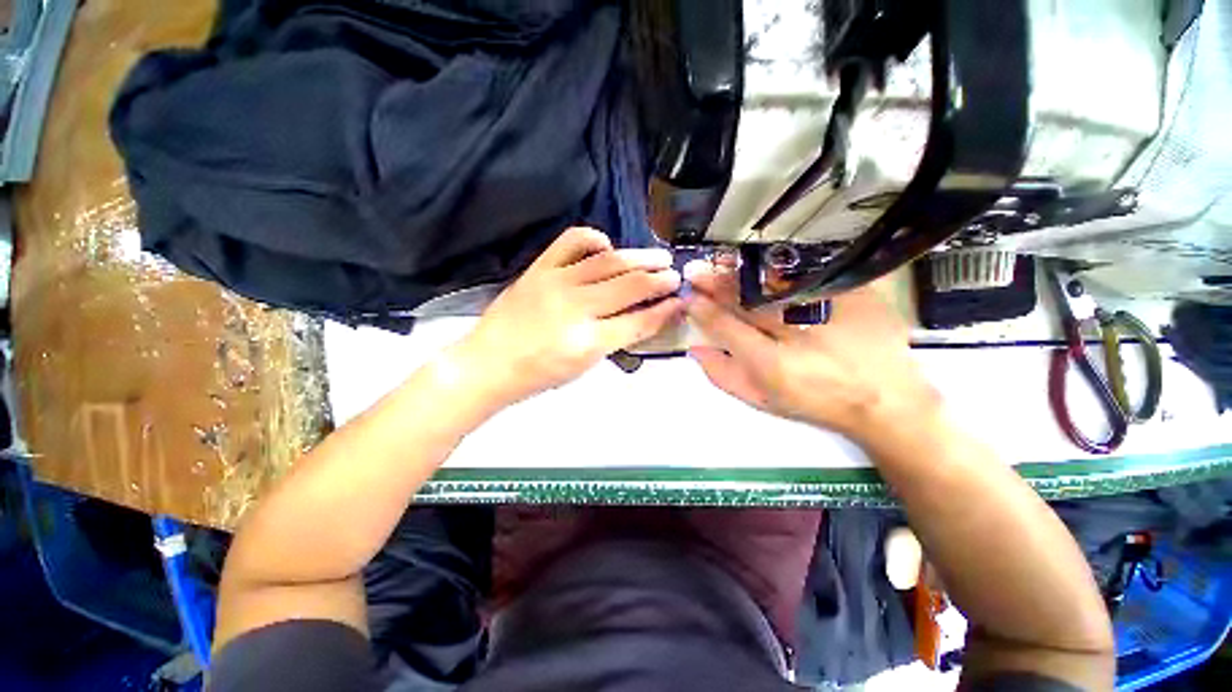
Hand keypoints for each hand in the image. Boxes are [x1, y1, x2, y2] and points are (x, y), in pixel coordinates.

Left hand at [457, 227, 682, 405]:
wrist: (488, 364)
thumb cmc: (538, 375)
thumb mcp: (584, 366)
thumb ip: (616, 340)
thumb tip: (644, 317)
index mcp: (588, 342)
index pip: (639, 321)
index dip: (665, 311)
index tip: (680, 302)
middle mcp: (576, 308)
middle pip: (629, 286)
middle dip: (659, 279)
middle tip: (676, 275)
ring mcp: (556, 282)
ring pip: (608, 261)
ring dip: (638, 257)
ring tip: (657, 257)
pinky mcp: (540, 268)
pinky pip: (572, 241)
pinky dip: (595, 239)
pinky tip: (607, 247)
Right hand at [684, 262, 937, 442]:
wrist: (886, 399)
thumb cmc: (816, 403)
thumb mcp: (764, 401)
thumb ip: (724, 376)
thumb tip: (696, 350)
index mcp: (772, 364)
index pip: (724, 326)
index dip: (702, 310)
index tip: (689, 298)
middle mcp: (796, 333)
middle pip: (746, 300)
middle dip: (715, 284)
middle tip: (696, 272)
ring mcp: (827, 308)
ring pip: (772, 283)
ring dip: (741, 272)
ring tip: (720, 262)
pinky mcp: (854, 293)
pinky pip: (808, 273)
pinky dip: (780, 267)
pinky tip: (762, 263)